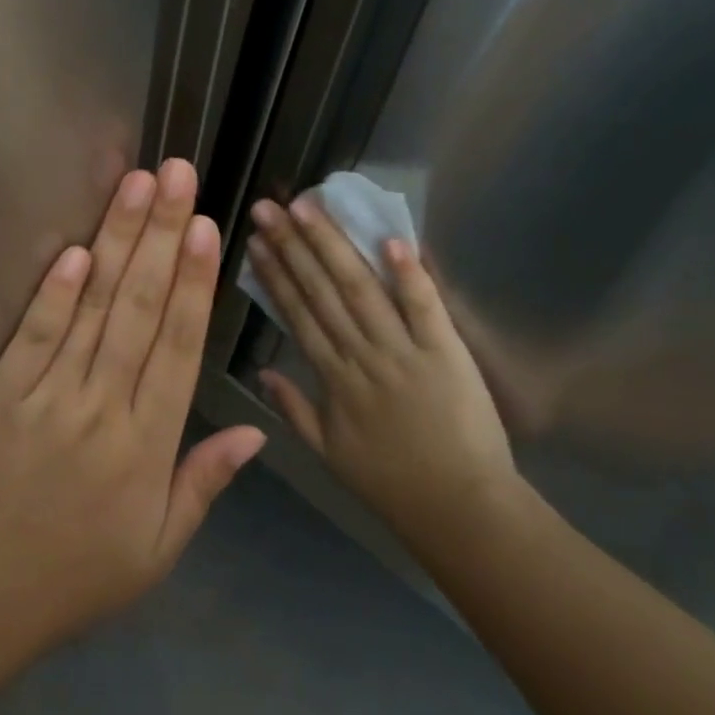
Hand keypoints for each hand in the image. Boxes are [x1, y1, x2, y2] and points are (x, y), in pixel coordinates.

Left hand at [0, 159, 265, 653]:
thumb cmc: (76, 576)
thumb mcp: (157, 549)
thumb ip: (205, 482)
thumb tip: (257, 431)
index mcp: (147, 445)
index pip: (178, 347)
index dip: (194, 283)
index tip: (206, 227)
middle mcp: (103, 407)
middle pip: (138, 308)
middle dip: (160, 235)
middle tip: (176, 175)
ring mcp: (48, 395)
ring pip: (92, 307)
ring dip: (116, 241)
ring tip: (135, 186)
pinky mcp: (2, 393)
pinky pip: (33, 334)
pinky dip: (54, 291)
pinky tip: (74, 248)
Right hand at [246, 196, 520, 546]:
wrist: (458, 507)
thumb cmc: (391, 482)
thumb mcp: (328, 453)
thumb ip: (294, 409)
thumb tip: (260, 371)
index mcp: (333, 378)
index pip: (298, 314)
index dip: (274, 274)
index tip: (256, 241)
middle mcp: (362, 355)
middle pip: (322, 291)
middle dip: (292, 245)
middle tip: (269, 207)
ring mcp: (404, 350)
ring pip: (361, 289)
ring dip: (333, 246)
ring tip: (309, 208)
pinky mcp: (446, 351)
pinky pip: (425, 307)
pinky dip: (409, 274)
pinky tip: (389, 239)